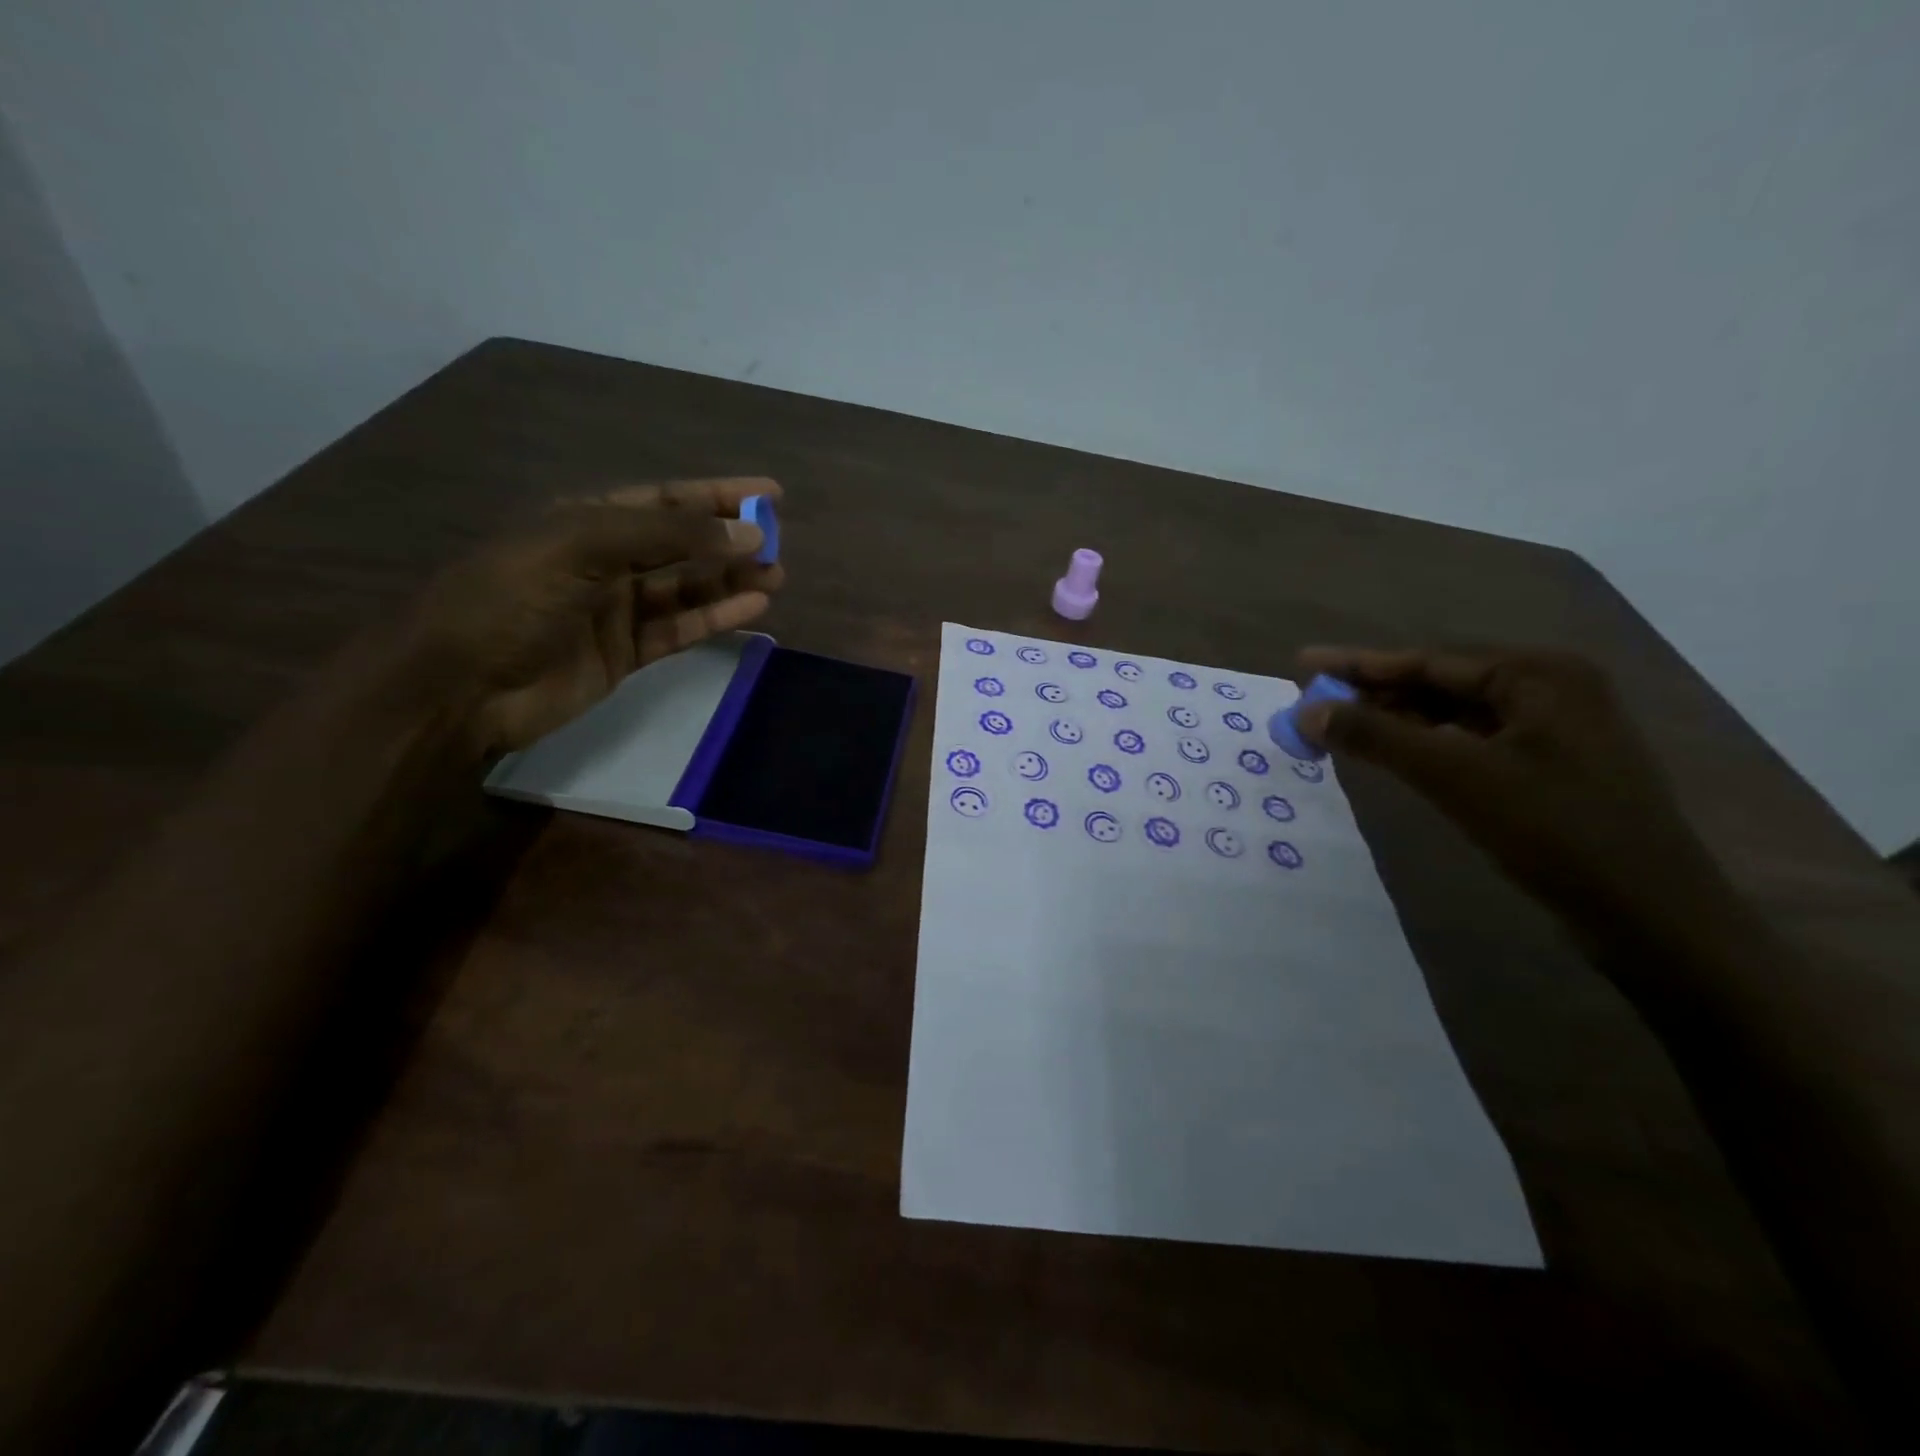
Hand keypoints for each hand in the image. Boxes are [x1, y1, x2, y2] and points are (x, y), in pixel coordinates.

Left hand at [400, 477, 784, 755]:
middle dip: (730, 541)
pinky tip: (752, 607)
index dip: (717, 494)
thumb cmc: (511, 600)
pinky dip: (715, 618)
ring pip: (687, 589)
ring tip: (777, 575)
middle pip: (682, 544)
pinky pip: (680, 630)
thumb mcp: (583, 547)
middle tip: (779, 544)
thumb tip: (748, 533)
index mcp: (586, 520)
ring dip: (731, 580)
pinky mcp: (625, 653)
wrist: (459, 687)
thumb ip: (668, 537)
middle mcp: (605, 560)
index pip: (666, 499)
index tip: (769, 492)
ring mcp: (616, 609)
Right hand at [1296, 647, 1729, 934]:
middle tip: (1314, 702)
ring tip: (1341, 727)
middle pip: (1440, 682)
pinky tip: (1397, 756)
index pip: (1427, 660)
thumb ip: (1377, 736)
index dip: (1357, 664)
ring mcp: (1556, 731)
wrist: (1652, 918)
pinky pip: (1473, 742)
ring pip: (1455, 714)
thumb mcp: (1455, 776)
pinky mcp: (1552, 769)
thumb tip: (1307, 710)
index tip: (1302, 664)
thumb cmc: (1555, 832)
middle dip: (1374, 692)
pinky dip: (1428, 746)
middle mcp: (1551, 689)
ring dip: (1397, 720)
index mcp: (1538, 674)